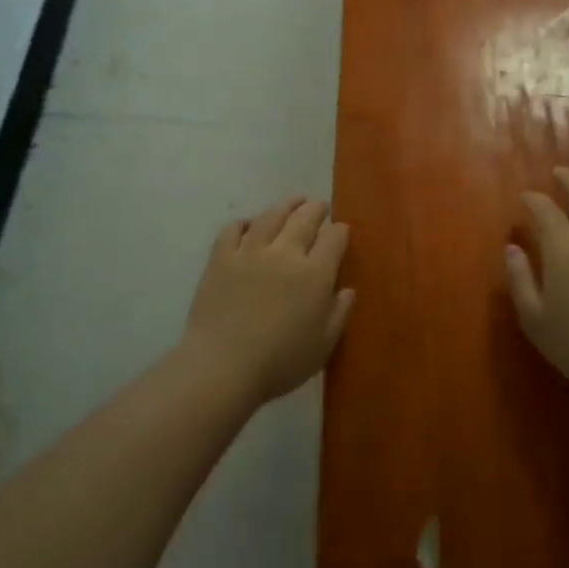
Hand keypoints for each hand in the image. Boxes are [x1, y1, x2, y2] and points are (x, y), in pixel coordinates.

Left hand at [184, 196, 354, 403]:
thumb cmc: (280, 362)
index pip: (334, 239)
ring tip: (293, 202)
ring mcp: (250, 251)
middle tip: (320, 207)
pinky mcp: (221, 258)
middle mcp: (285, 253)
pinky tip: (250, 224)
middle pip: (304, 219)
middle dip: (316, 209)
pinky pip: (233, 229)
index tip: (341, 231)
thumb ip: (339, 313)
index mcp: (315, 274)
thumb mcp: (323, 345)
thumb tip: (347, 290)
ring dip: (286, 206)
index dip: (340, 231)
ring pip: (271, 216)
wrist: (223, 366)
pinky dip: (244, 222)